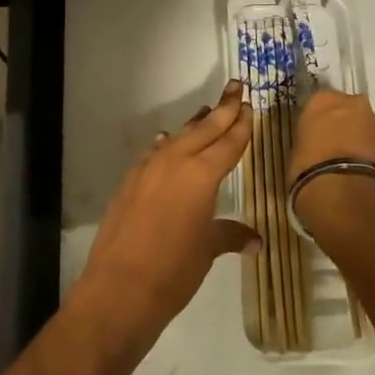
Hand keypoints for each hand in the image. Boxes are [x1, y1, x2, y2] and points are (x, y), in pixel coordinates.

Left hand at [72, 82, 255, 343]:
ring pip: (178, 137)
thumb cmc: (174, 270)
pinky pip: (155, 153)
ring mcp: (149, 169)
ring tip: (208, 110)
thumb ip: (230, 235)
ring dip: (195, 124)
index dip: (241, 124)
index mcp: (202, 175)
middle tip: (235, 86)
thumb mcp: (208, 250)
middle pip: (204, 129)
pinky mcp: (130, 181)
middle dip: (222, 108)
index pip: (228, 143)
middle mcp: (176, 162)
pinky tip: (166, 141)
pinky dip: (166, 145)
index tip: (249, 105)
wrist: (119, 288)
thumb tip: (255, 240)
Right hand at [289, 88, 374, 183]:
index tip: (314, 137)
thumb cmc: (310, 170)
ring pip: (367, 128)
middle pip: (348, 111)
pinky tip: (364, 176)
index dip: (317, 121)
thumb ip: (310, 143)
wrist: (347, 195)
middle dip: (344, 126)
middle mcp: (354, 104)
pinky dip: (373, 159)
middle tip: (334, 149)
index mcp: (323, 100)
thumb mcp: (297, 153)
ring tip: (350, 166)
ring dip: (361, 141)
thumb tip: (316, 150)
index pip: (319, 103)